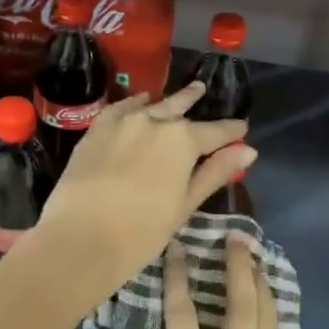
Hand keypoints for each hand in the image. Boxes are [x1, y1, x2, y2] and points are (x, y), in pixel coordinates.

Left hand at [34, 81, 252, 301]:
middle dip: (194, 101)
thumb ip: (214, 173)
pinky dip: (133, 104)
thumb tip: (247, 151)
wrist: (81, 237)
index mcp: (183, 140)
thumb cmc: (142, 231)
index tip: (242, 128)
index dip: (231, 131)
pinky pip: (120, 108)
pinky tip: (139, 102)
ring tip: (179, 94)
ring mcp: (122, 122)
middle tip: (203, 90)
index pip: (216, 131)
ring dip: (167, 101)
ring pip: (151, 105)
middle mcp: (155, 121)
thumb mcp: (185, 204)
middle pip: (180, 109)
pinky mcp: (96, 129)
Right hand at [148, 232, 283, 328]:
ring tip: (256, 258)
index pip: (184, 314)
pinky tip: (267, 302)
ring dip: (262, 284)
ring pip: (267, 318)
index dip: (180, 276)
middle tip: (236, 238)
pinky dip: (271, 314)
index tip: (179, 247)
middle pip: (241, 305)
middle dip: (239, 266)